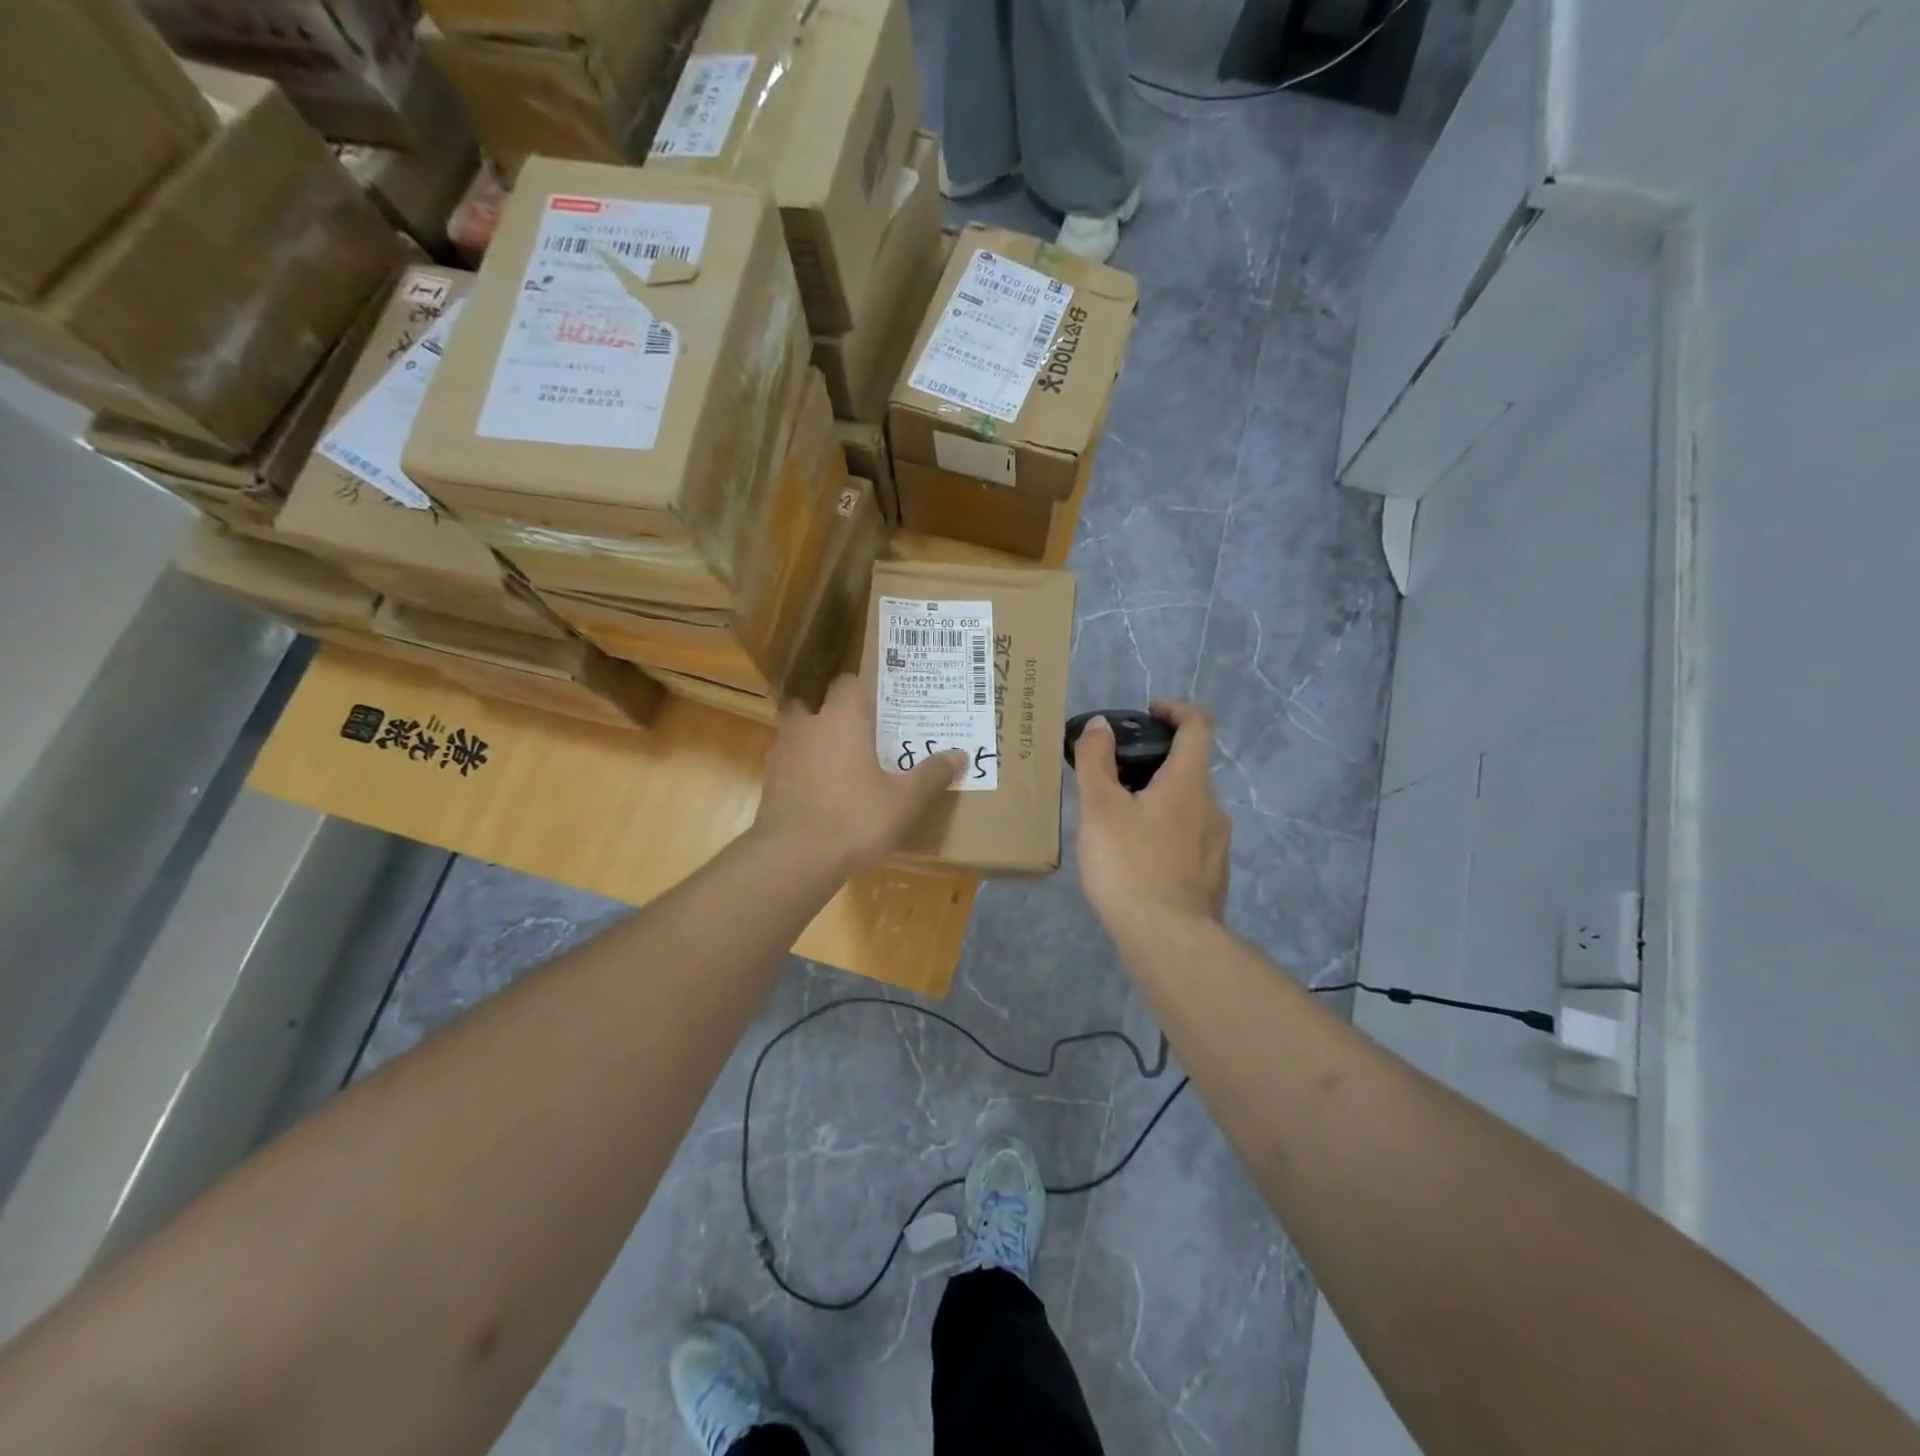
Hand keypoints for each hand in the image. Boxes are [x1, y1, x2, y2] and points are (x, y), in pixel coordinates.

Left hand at [755, 676, 965, 875]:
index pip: (847, 683)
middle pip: (812, 704)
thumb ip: (931, 775)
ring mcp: (782, 754)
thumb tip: (960, 755)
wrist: (794, 857)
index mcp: (841, 718)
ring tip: (840, 767)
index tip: (880, 708)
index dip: (863, 692)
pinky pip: (789, 766)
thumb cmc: (856, 817)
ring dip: (814, 744)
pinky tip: (821, 796)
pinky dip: (802, 773)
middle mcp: (807, 726)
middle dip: (830, 715)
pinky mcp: (769, 784)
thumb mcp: (905, 800)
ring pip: (797, 735)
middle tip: (856, 734)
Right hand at [1073, 702, 1231, 938]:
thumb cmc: (1130, 865)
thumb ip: (1096, 760)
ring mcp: (1216, 845)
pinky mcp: (1211, 876)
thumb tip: (1101, 725)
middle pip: (1188, 768)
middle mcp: (1211, 808)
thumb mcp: (1099, 808)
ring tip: (1117, 822)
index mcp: (1189, 783)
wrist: (1168, 941)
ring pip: (1187, 807)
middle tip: (1112, 778)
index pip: (1198, 726)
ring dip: (1157, 801)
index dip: (1175, 710)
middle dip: (1153, 763)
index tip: (1148, 714)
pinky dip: (1164, 833)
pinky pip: (1188, 839)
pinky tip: (1136, 859)